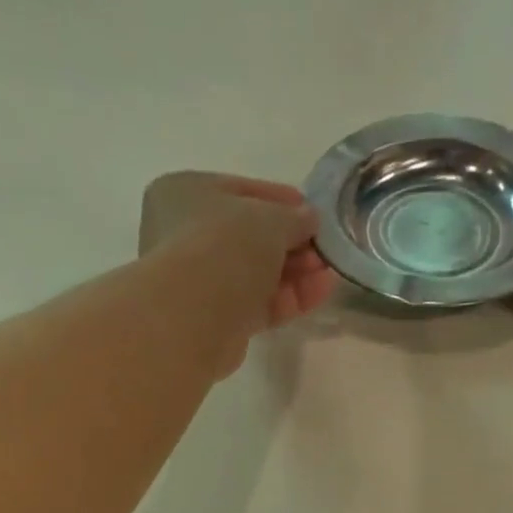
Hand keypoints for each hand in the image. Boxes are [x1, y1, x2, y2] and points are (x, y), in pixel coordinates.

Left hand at [139, 172, 338, 329]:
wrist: (195, 315)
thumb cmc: (225, 245)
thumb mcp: (270, 218)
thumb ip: (294, 217)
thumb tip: (309, 219)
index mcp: (184, 193)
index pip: (240, 192)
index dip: (281, 200)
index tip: (313, 212)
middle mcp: (185, 236)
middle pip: (250, 237)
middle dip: (293, 242)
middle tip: (324, 247)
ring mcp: (200, 282)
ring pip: (256, 273)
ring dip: (296, 272)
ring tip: (329, 271)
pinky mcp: (217, 320)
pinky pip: (258, 303)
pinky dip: (288, 297)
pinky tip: (320, 292)